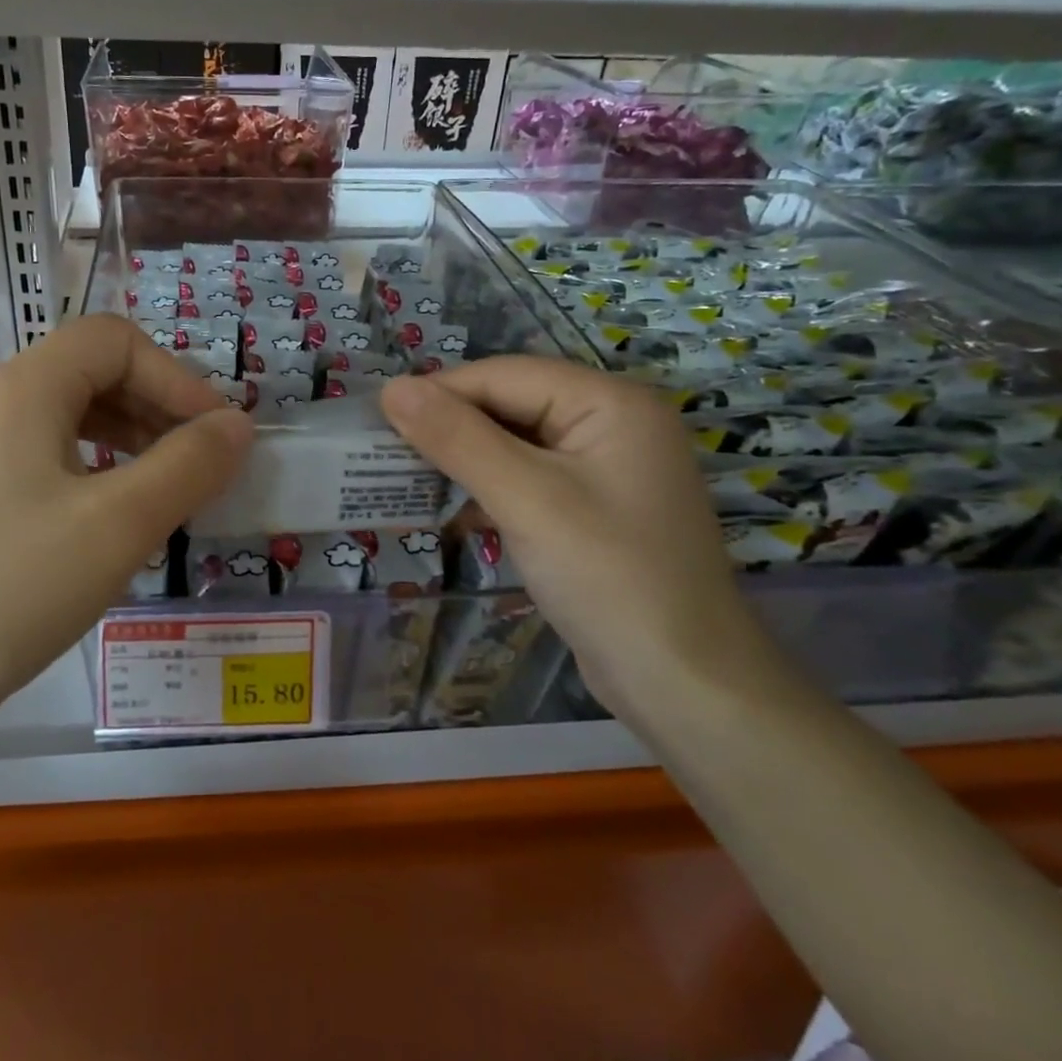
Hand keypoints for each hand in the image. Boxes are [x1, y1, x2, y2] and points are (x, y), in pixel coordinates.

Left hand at [0, 315, 252, 727]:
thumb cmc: (10, 588)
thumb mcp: (118, 524)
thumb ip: (188, 465)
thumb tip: (238, 425)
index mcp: (27, 388)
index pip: (118, 341)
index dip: (177, 376)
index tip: (217, 434)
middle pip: (95, 372)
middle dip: (159, 406)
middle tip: (200, 463)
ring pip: (73, 417)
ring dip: (132, 439)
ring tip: (167, 489)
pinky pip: (50, 459)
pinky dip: (99, 471)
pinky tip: (114, 519)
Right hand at [380, 358, 768, 717]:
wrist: (683, 685)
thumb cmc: (608, 577)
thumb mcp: (526, 499)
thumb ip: (457, 438)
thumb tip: (392, 388)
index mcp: (610, 402)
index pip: (505, 375)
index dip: (439, 392)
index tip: (377, 419)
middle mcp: (612, 422)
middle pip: (512, 404)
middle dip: (450, 427)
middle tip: (385, 452)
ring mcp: (605, 466)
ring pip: (515, 442)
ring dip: (464, 459)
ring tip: (407, 478)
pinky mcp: (593, 506)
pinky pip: (529, 478)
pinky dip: (489, 489)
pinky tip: (453, 512)